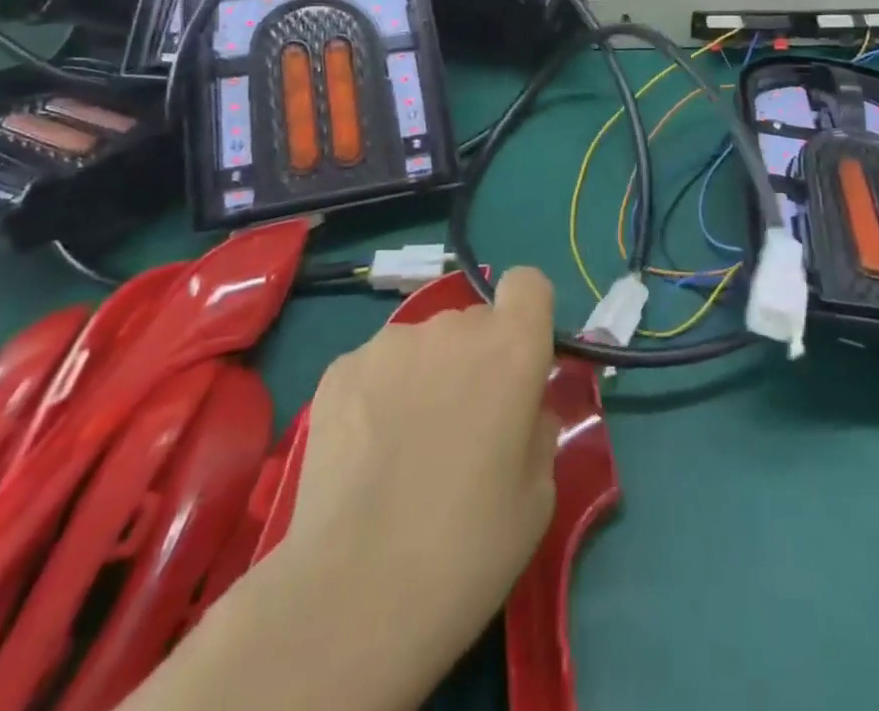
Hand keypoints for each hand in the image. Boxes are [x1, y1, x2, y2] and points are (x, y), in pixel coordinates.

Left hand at [262, 270, 559, 710]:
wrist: (353, 594)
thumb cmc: (468, 546)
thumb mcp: (538, 493)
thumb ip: (537, 425)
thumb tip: (523, 406)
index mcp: (512, 346)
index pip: (528, 284)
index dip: (527, 316)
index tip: (521, 363)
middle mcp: (453, 327)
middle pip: (474, 323)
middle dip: (476, 360)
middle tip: (463, 428)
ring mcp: (391, 343)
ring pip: (424, 345)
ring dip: (427, 375)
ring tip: (406, 447)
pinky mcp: (340, 369)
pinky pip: (377, 367)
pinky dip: (380, 395)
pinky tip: (367, 455)